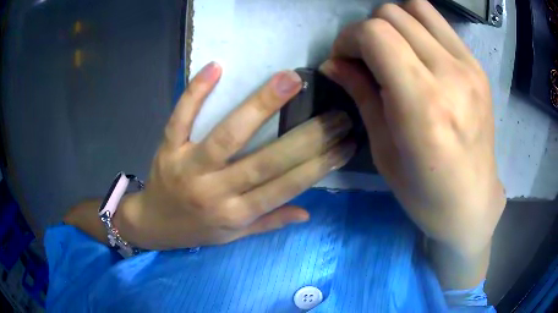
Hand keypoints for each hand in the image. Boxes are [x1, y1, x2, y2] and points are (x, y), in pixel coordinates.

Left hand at [118, 62, 354, 249]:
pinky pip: (181, 117)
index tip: (346, 143)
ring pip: (227, 134)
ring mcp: (187, 167)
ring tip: (290, 80)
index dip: (320, 165)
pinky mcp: (168, 148)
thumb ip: (269, 222)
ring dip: (260, 105)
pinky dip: (196, 92)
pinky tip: (217, 67)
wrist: (152, 224)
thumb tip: (307, 211)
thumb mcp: (234, 236)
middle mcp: (214, 191)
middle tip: (338, 113)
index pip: (286, 187)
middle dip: (309, 136)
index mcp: (235, 214)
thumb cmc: (196, 230)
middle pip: (266, 160)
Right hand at [319, 0, 505, 255]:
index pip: (376, 33)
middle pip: (393, 14)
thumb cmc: (425, 191)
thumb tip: (333, 63)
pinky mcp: (477, 66)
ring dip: (394, 22)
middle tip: (367, 57)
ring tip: (394, 49)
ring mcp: (468, 66)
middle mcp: (449, 74)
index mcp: (423, 104)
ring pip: (416, 7)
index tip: (344, 58)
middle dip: (367, 29)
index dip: (349, 38)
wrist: (472, 201)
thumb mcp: (384, 149)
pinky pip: (439, 23)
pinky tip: (418, 53)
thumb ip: (361, 93)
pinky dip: (418, 27)